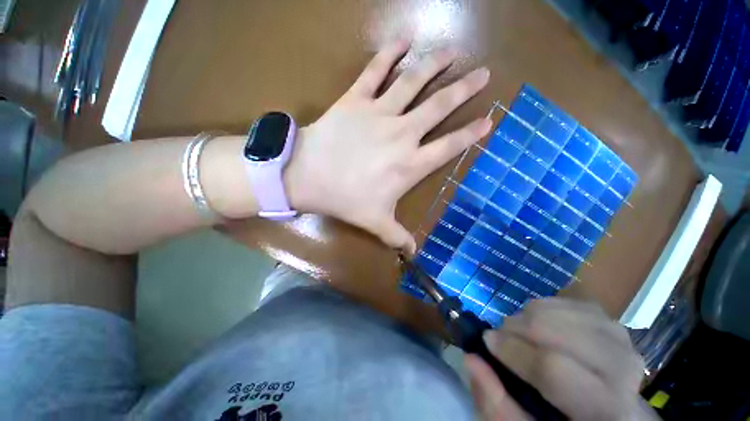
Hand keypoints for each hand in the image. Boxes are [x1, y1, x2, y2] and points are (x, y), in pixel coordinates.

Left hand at [286, 40, 491, 252]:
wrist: (309, 176)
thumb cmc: (345, 199)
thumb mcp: (375, 223)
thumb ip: (397, 237)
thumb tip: (413, 255)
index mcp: (410, 163)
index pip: (449, 146)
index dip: (471, 133)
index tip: (489, 119)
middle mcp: (402, 133)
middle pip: (440, 107)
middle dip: (464, 90)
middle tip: (483, 75)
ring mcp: (380, 112)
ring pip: (414, 81)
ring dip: (435, 64)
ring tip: (453, 52)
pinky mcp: (356, 98)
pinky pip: (375, 70)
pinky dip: (389, 52)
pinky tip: (403, 39)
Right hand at [466, 298, 656, 419]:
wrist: (610, 417)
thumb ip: (497, 404)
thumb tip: (471, 359)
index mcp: (607, 411)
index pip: (555, 369)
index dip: (514, 351)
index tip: (487, 341)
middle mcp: (626, 374)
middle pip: (563, 332)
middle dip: (520, 327)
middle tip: (502, 336)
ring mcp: (625, 343)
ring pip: (569, 311)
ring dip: (533, 315)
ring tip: (520, 331)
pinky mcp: (617, 326)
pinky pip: (576, 304)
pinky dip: (549, 307)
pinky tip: (541, 321)